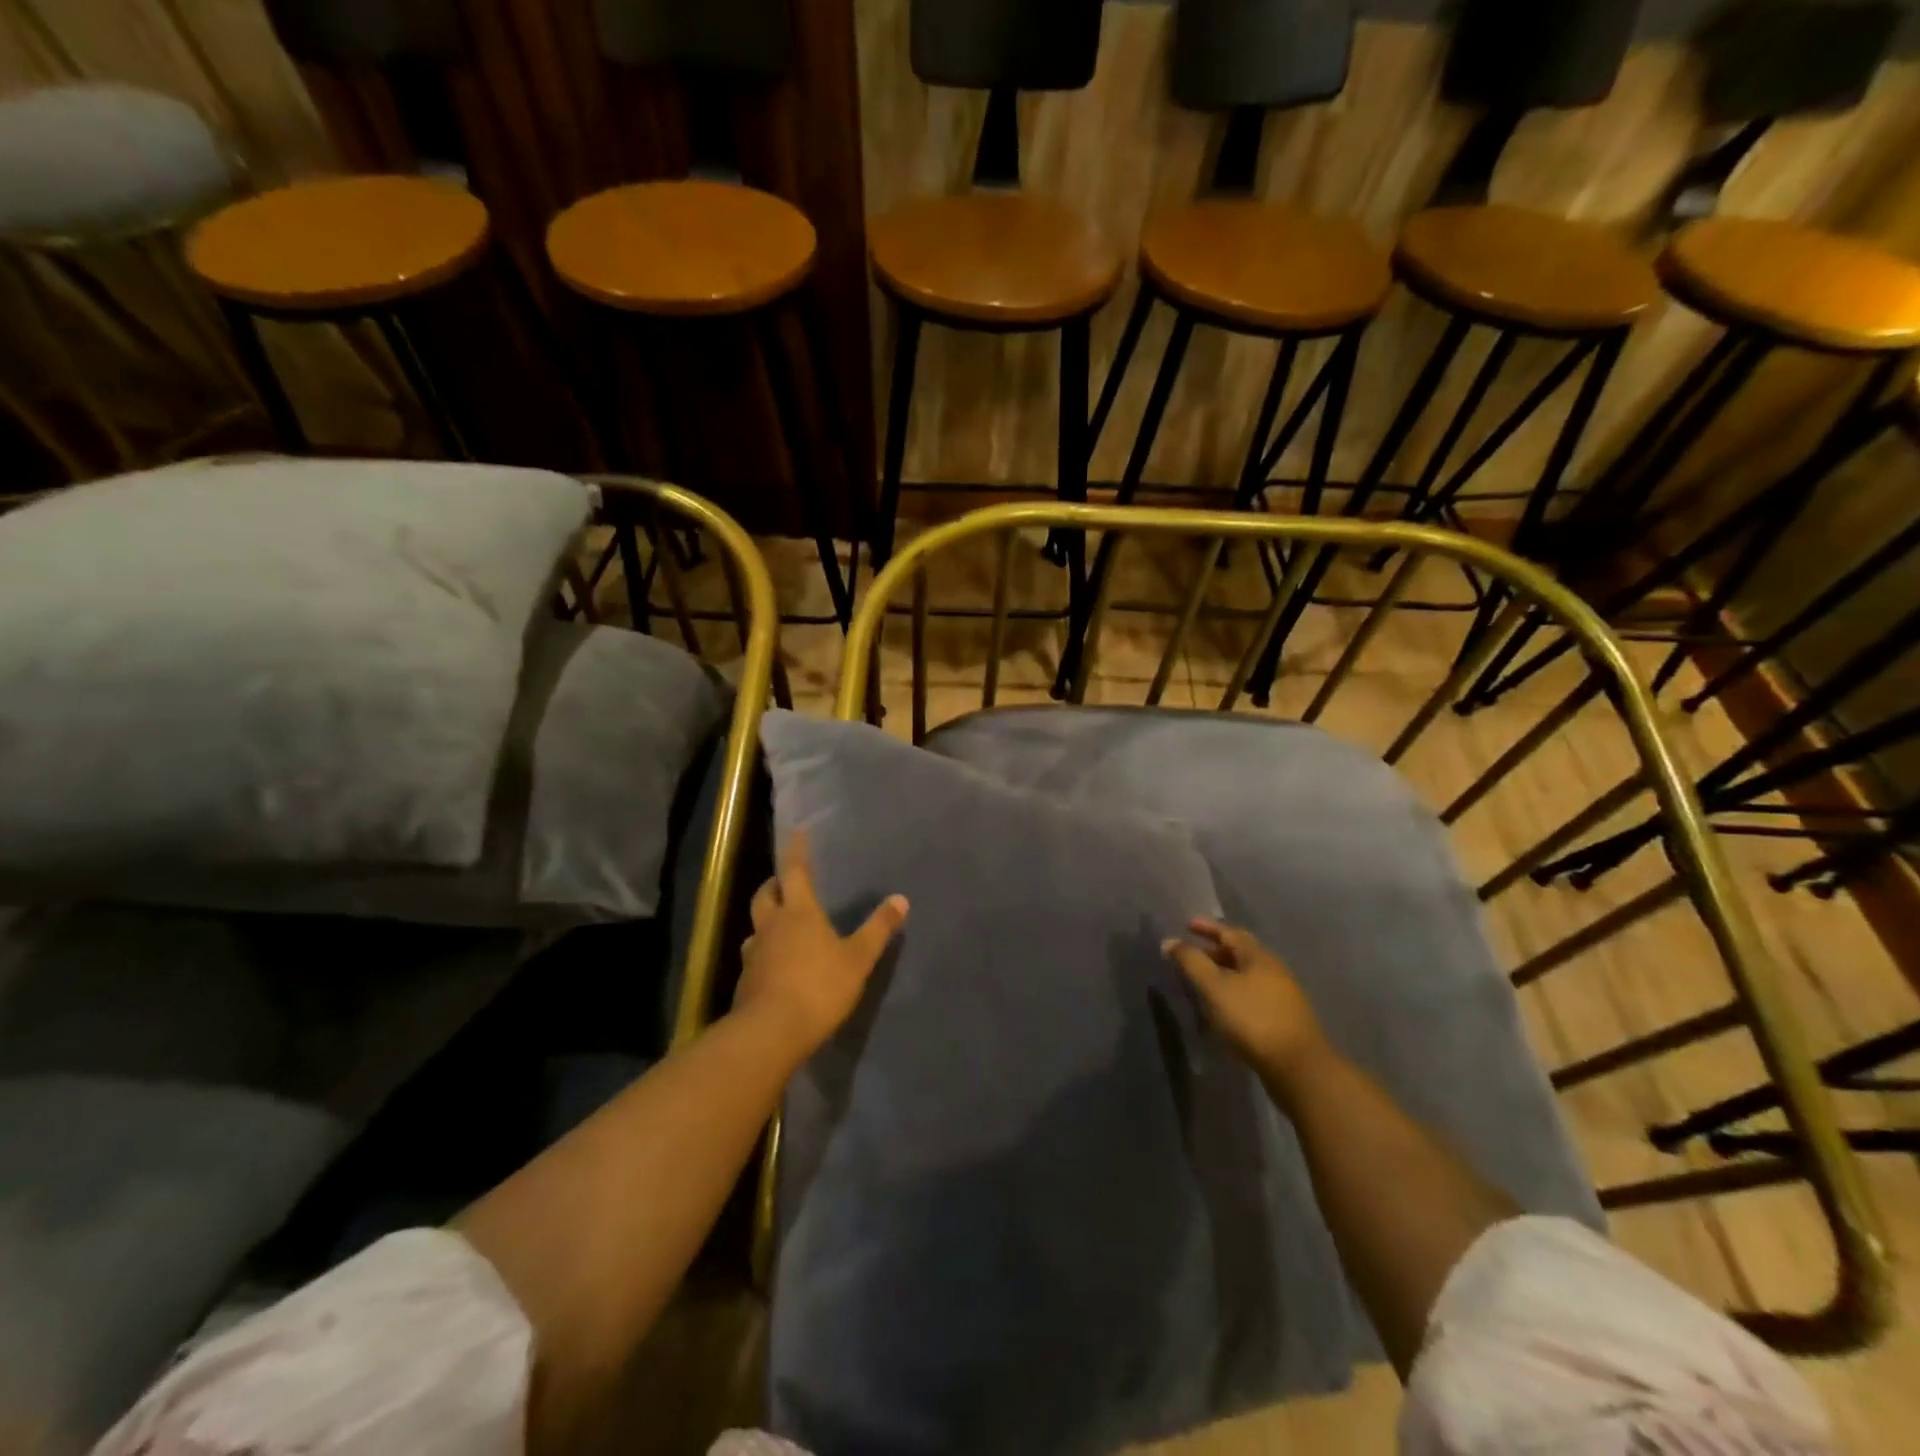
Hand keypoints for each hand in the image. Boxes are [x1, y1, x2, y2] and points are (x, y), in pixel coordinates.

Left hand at [734, 830, 908, 1058]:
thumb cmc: (818, 987)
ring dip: (766, 920)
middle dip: (775, 884)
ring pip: (756, 926)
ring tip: (779, 925)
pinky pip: (754, 956)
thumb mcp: (858, 958)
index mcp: (799, 912)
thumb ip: (878, 929)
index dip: (797, 850)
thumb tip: (901, 899)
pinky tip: (775, 965)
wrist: (770, 1032)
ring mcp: (753, 954)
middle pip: (765, 894)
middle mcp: (771, 926)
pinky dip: (764, 952)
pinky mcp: (745, 981)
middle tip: (785, 882)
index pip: (795, 871)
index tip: (798, 831)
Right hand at [1164, 919, 1327, 1090]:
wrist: (1298, 1067)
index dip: (1207, 927)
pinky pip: (1252, 995)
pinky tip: (1223, 1008)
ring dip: (1223, 974)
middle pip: (1240, 953)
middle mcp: (1274, 970)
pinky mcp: (1284, 1018)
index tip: (1186, 924)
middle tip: (1190, 957)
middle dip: (1214, 951)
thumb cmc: (1252, 1019)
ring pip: (1247, 975)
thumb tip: (1170, 941)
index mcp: (1258, 956)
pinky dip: (1233, 993)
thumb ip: (1191, 962)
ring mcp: (1282, 995)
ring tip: (1202, 983)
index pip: (1230, 932)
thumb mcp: (1215, 987)